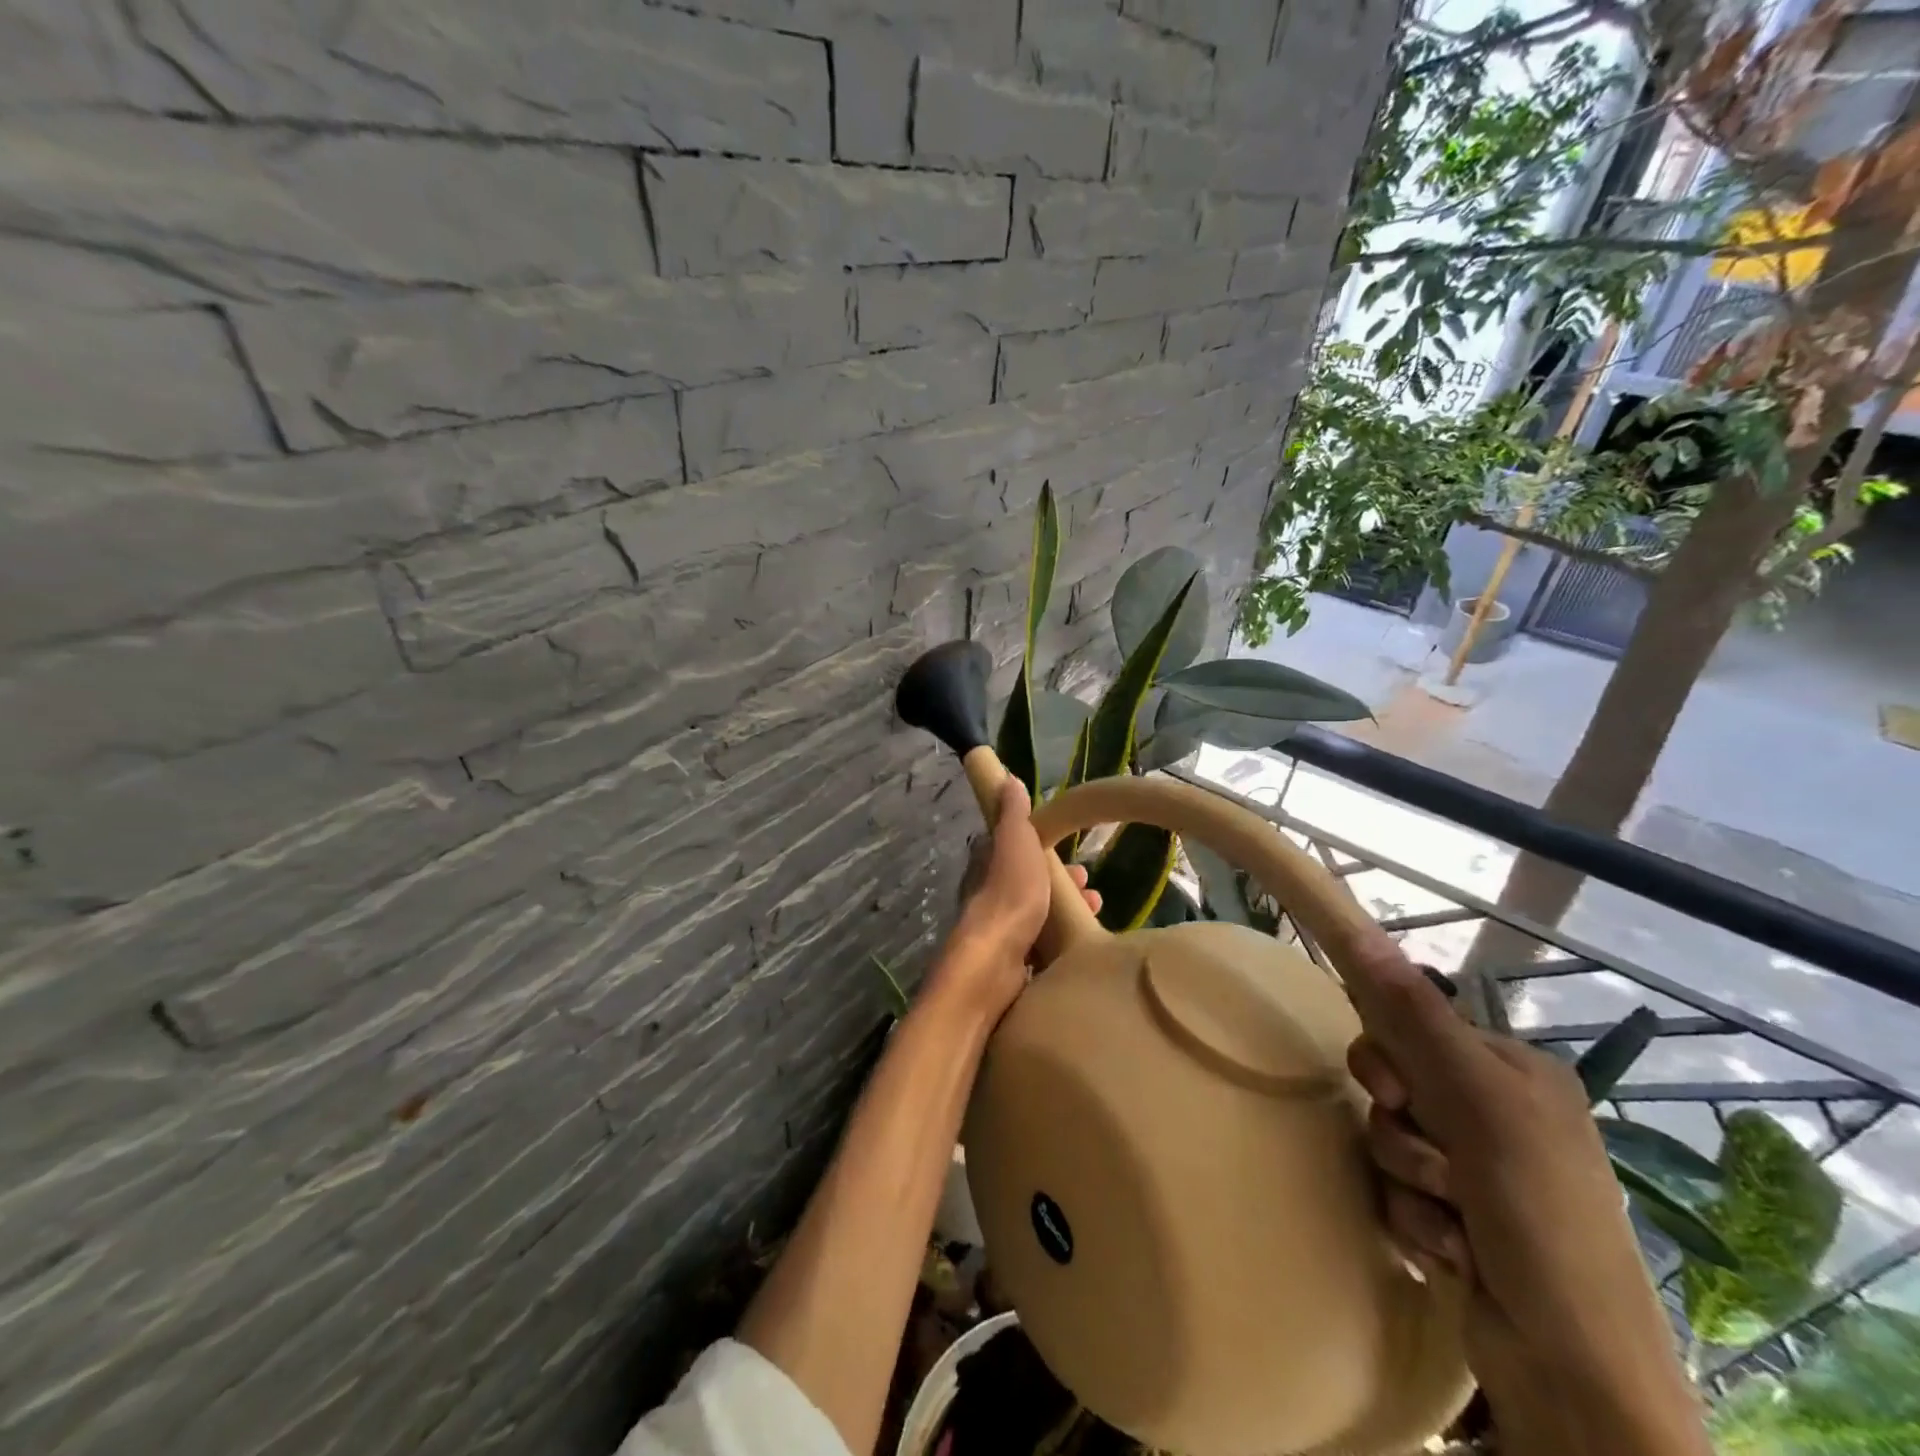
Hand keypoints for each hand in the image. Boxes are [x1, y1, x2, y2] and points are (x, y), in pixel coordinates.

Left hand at [941, 778, 1100, 1017]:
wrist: (997, 961)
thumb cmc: (1010, 893)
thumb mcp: (1014, 841)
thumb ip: (1013, 814)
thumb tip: (1007, 778)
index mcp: (987, 866)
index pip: (1014, 849)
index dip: (1041, 846)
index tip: (1069, 850)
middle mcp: (990, 896)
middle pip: (1030, 883)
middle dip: (1061, 881)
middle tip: (1089, 884)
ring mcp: (1001, 931)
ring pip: (1039, 914)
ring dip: (1067, 910)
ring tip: (1094, 911)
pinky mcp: (1013, 962)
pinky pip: (1043, 945)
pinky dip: (1064, 940)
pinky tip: (1082, 943)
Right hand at [1339, 934, 1708, 1455]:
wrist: (1572, 1370)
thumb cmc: (1536, 1212)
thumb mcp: (1476, 1101)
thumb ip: (1412, 1015)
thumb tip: (1357, 929)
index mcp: (1515, 1072)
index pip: (1412, 1028)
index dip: (1388, 1058)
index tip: (1391, 1091)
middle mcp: (1498, 1114)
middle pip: (1395, 1085)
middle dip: (1400, 1131)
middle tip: (1433, 1164)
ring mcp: (1478, 1171)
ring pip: (1390, 1140)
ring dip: (1407, 1181)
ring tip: (1452, 1222)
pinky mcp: (1455, 1219)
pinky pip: (1396, 1188)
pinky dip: (1414, 1218)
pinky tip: (1450, 1251)